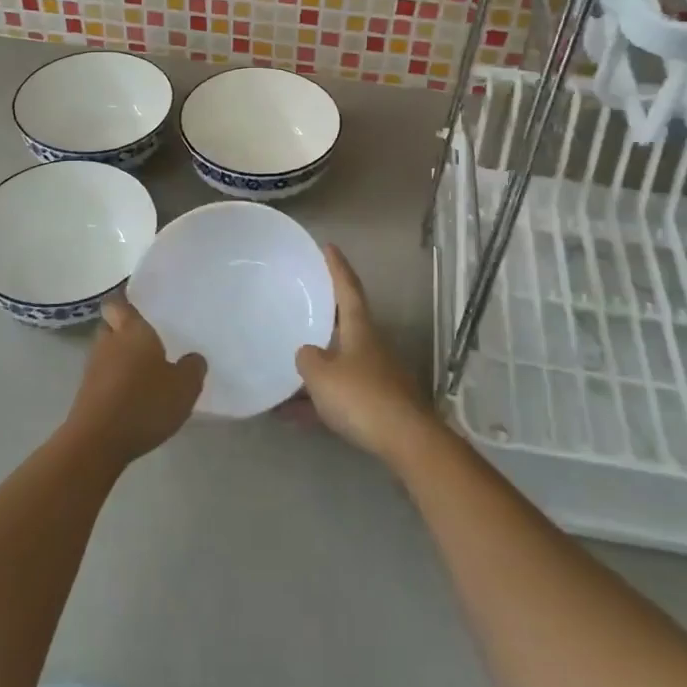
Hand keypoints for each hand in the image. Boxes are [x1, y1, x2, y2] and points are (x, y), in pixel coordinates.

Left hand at [64, 296, 206, 464]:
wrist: (97, 443)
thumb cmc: (143, 403)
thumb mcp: (184, 387)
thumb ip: (193, 368)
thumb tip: (193, 358)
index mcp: (131, 330)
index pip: (118, 302)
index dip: (125, 299)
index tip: (139, 302)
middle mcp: (108, 342)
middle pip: (111, 325)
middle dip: (124, 328)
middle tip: (149, 337)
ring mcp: (93, 369)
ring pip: (107, 352)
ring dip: (121, 357)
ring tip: (146, 369)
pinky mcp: (86, 395)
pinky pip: (104, 377)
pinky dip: (116, 380)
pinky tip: (134, 395)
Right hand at [294, 245, 437, 466]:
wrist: (405, 440)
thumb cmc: (361, 397)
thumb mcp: (322, 375)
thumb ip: (308, 359)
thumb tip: (306, 353)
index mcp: (360, 329)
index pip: (348, 288)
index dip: (337, 267)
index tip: (328, 246)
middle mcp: (370, 346)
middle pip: (344, 324)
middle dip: (322, 316)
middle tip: (299, 305)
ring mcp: (375, 375)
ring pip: (338, 363)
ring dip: (313, 368)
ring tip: (281, 375)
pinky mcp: (376, 405)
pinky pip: (338, 395)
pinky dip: (316, 401)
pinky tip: (290, 416)